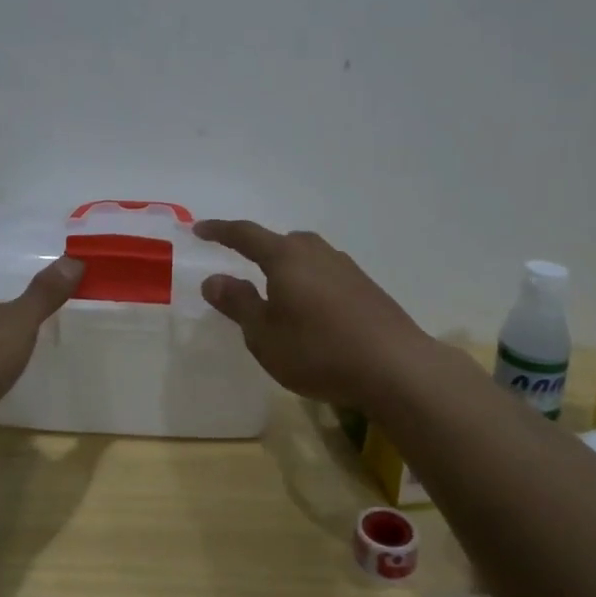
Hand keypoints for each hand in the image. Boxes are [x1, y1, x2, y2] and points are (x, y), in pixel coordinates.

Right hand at [195, 220, 444, 408]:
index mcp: (286, 257)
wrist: (396, 368)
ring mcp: (346, 268)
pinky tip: (314, 313)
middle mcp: (316, 253)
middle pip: (282, 241)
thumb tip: (214, 279)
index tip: (200, 229)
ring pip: (308, 257)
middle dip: (259, 250)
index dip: (220, 231)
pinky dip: (311, 284)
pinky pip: (327, 275)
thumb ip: (238, 303)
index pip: (245, 234)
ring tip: (279, 294)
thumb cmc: (318, 351)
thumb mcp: (265, 335)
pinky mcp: (367, 288)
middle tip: (243, 267)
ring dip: (288, 268)